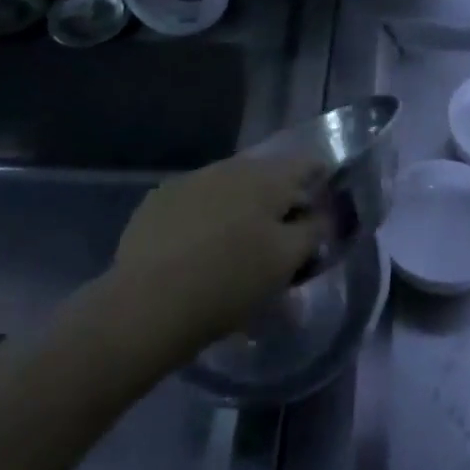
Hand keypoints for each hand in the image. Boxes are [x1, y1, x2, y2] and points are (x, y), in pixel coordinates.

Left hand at [104, 153, 328, 362]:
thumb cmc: (230, 282)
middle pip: (267, 176)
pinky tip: (198, 250)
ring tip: (237, 248)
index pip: (308, 164)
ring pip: (229, 188)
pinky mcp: (157, 201)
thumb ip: (314, 231)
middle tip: (280, 240)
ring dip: (241, 209)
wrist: (146, 305)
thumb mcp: (287, 262)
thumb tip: (323, 214)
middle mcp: (230, 166)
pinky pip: (196, 202)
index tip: (322, 212)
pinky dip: (206, 218)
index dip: (321, 183)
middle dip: (278, 202)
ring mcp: (190, 180)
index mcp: (267, 177)